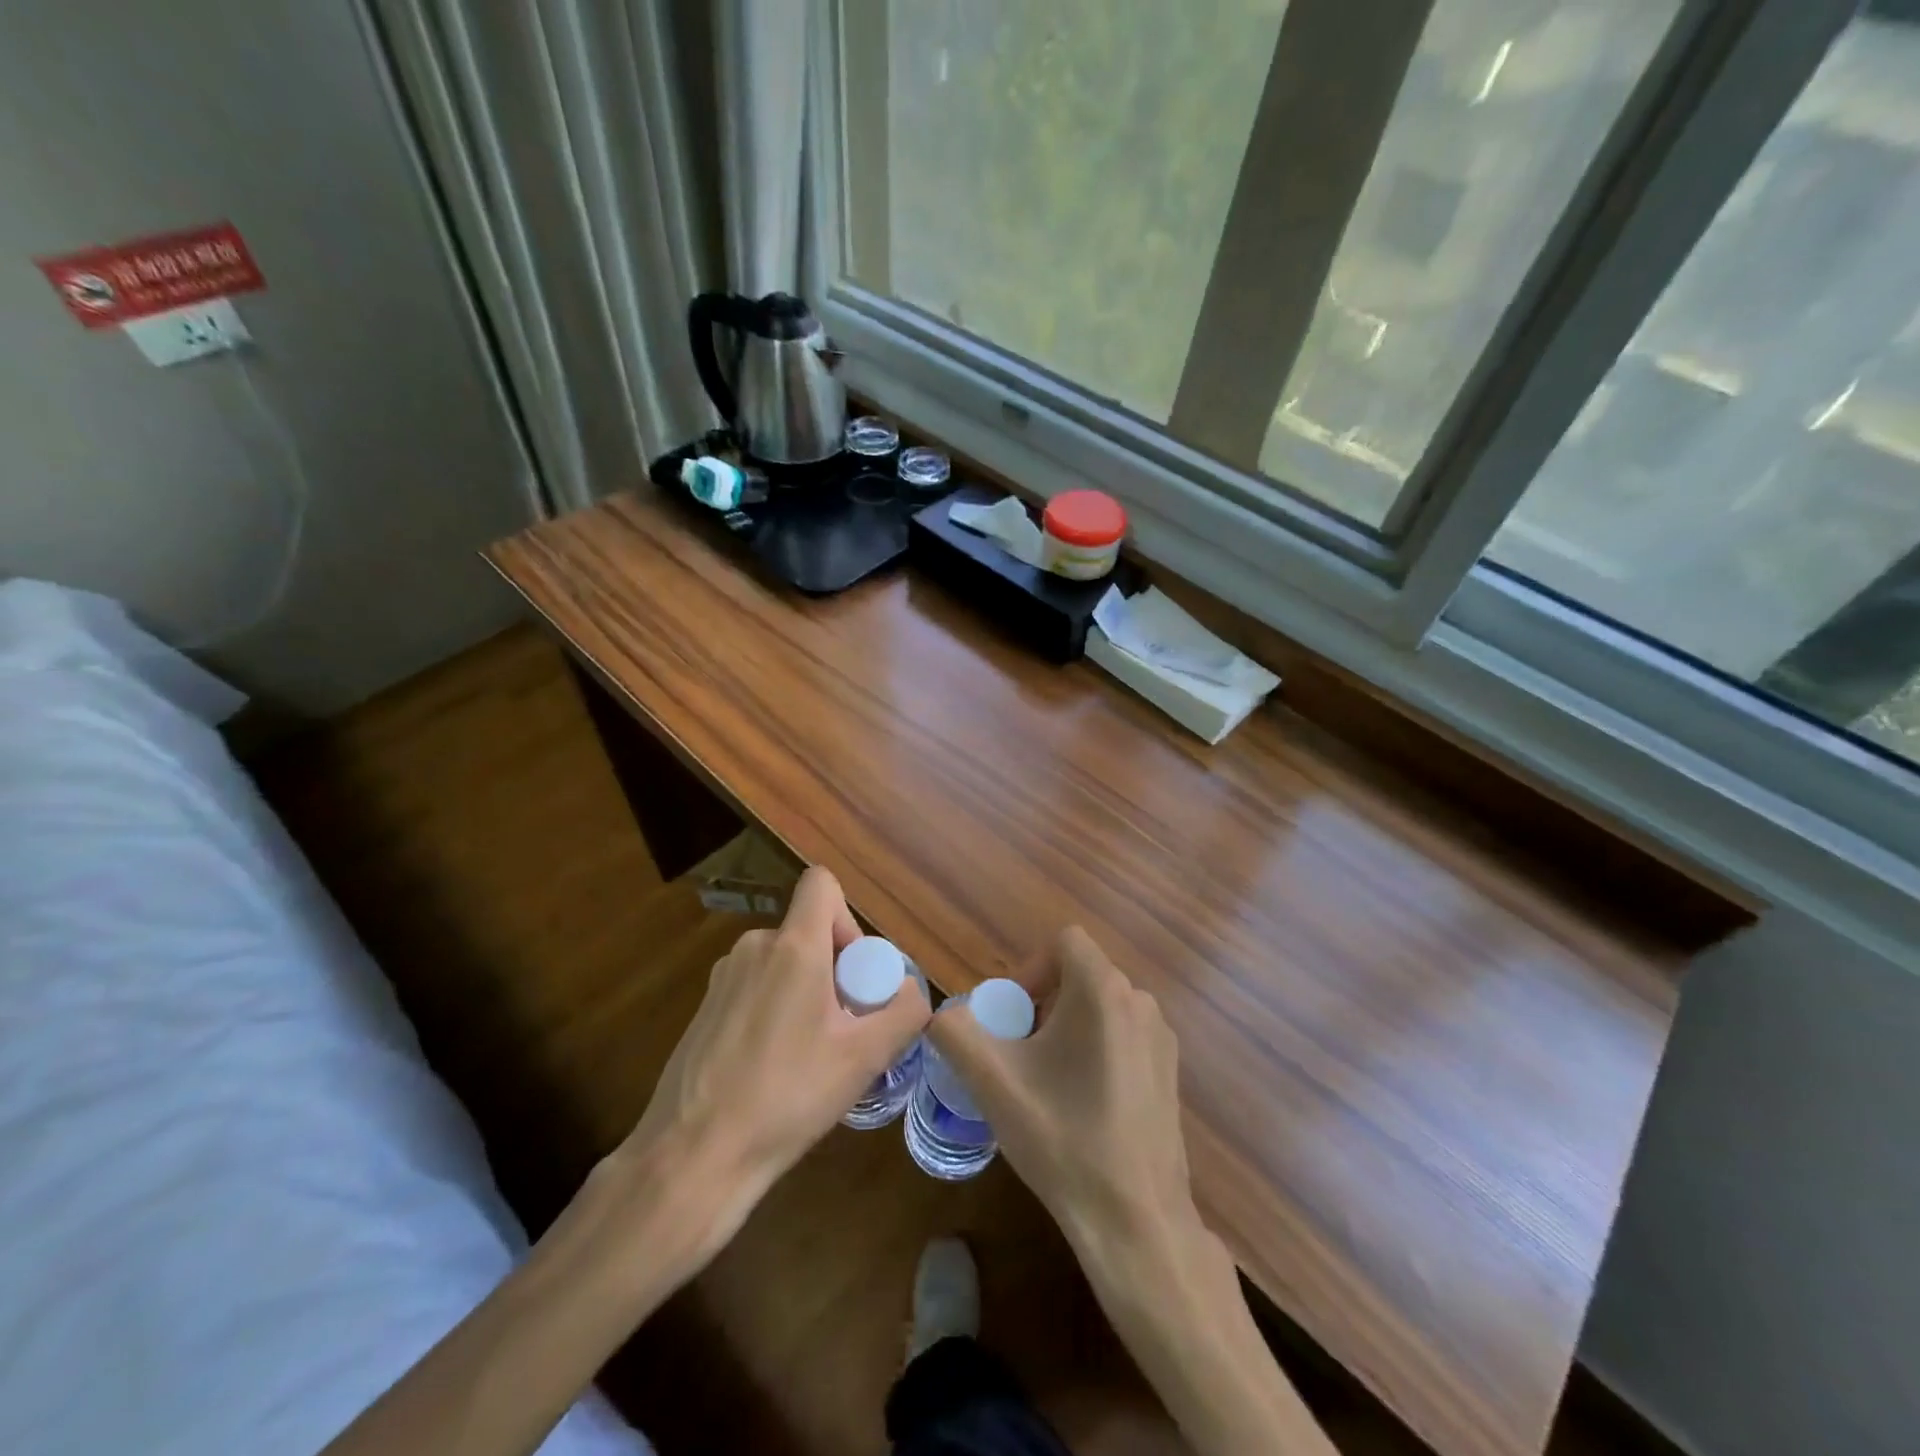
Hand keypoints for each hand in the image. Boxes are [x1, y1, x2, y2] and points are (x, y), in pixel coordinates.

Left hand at [619, 867, 929, 1247]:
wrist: (695, 1155)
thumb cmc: (787, 1096)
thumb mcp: (865, 1058)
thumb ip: (904, 1012)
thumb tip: (911, 990)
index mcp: (793, 947)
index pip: (821, 883)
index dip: (847, 917)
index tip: (854, 972)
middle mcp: (753, 948)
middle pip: (807, 931)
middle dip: (834, 969)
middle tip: (842, 1028)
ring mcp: (722, 978)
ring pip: (781, 962)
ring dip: (805, 992)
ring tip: (809, 1055)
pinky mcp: (704, 1008)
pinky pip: (754, 988)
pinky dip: (774, 1010)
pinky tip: (773, 1068)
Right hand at [927, 927, 1196, 1254]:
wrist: (1137, 1223)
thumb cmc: (1064, 1140)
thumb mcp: (993, 1084)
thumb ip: (955, 1034)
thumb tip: (941, 1016)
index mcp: (1104, 991)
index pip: (1064, 942)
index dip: (1030, 969)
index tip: (1012, 1018)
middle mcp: (1140, 1002)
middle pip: (1080, 975)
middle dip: (1042, 1002)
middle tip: (1018, 1053)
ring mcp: (1161, 1038)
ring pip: (1100, 1006)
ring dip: (1066, 1027)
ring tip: (1046, 1081)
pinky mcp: (1170, 1071)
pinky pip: (1122, 1034)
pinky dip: (1094, 1048)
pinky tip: (1081, 1104)